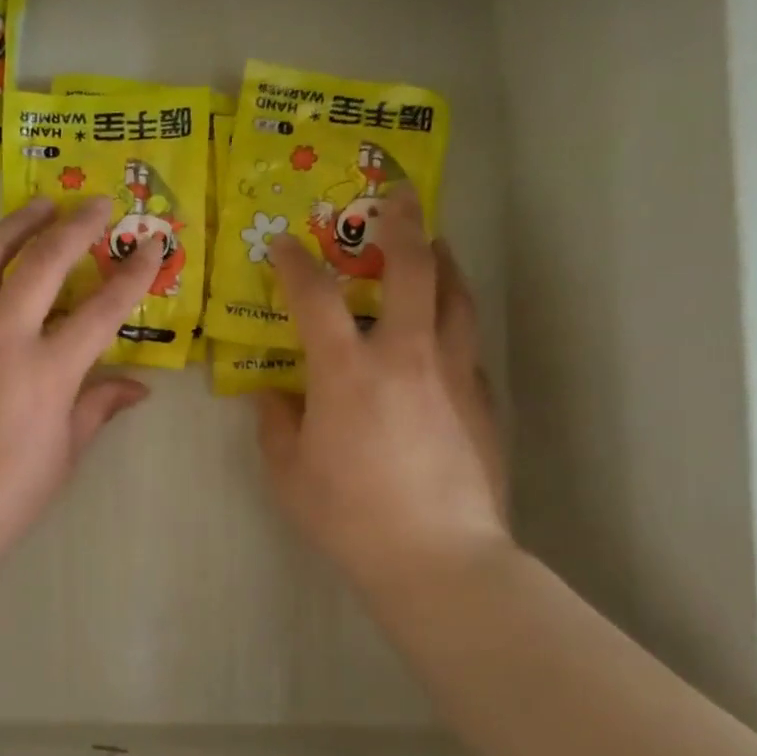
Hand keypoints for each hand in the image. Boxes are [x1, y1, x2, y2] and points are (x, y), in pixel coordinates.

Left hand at [0, 196, 162, 560]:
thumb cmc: (8, 495)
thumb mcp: (65, 453)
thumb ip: (99, 406)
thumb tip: (138, 387)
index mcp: (47, 372)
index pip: (102, 308)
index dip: (134, 274)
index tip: (153, 247)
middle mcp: (0, 339)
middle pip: (43, 263)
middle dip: (77, 225)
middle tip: (98, 203)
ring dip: (15, 225)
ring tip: (38, 205)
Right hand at [256, 190, 506, 595]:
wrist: (438, 558)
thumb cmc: (350, 515)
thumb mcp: (289, 472)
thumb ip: (276, 424)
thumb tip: (273, 397)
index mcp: (347, 370)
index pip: (314, 295)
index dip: (293, 262)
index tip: (282, 244)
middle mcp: (406, 356)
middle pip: (412, 269)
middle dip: (401, 224)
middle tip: (396, 197)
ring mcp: (453, 374)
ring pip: (456, 296)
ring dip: (442, 260)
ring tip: (433, 245)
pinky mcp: (483, 400)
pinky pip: (469, 344)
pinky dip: (454, 321)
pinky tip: (445, 333)